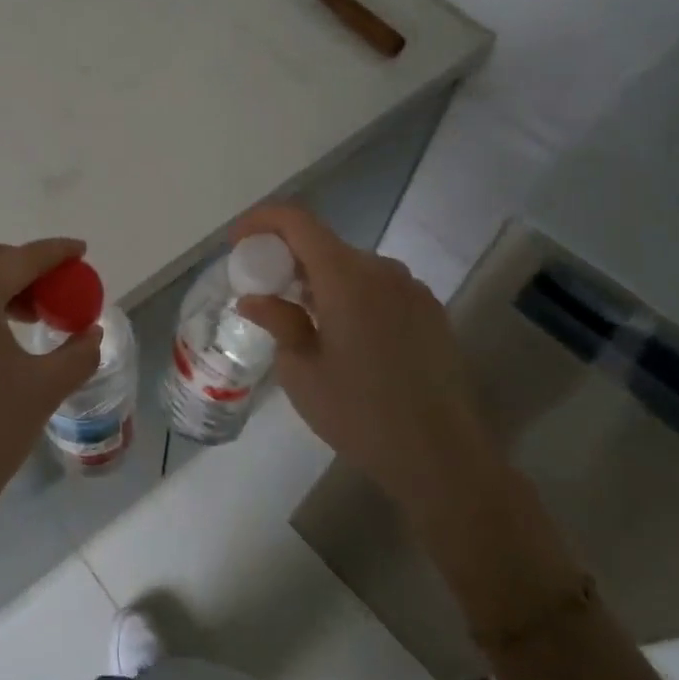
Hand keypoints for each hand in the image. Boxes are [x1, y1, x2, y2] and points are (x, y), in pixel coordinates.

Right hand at [233, 204, 501, 524]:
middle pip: (324, 243)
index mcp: (347, 277)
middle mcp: (383, 270)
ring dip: (320, 279)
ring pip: (352, 266)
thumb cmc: (359, 414)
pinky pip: (378, 287)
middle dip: (287, 257)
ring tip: (302, 318)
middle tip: (263, 289)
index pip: (297, 222)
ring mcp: (412, 289)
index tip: (237, 243)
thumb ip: (278, 321)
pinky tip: (343, 335)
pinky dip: (350, 294)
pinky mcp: (430, 311)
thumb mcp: (301, 372)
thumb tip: (254, 299)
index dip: (261, 222)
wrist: (441, 457)